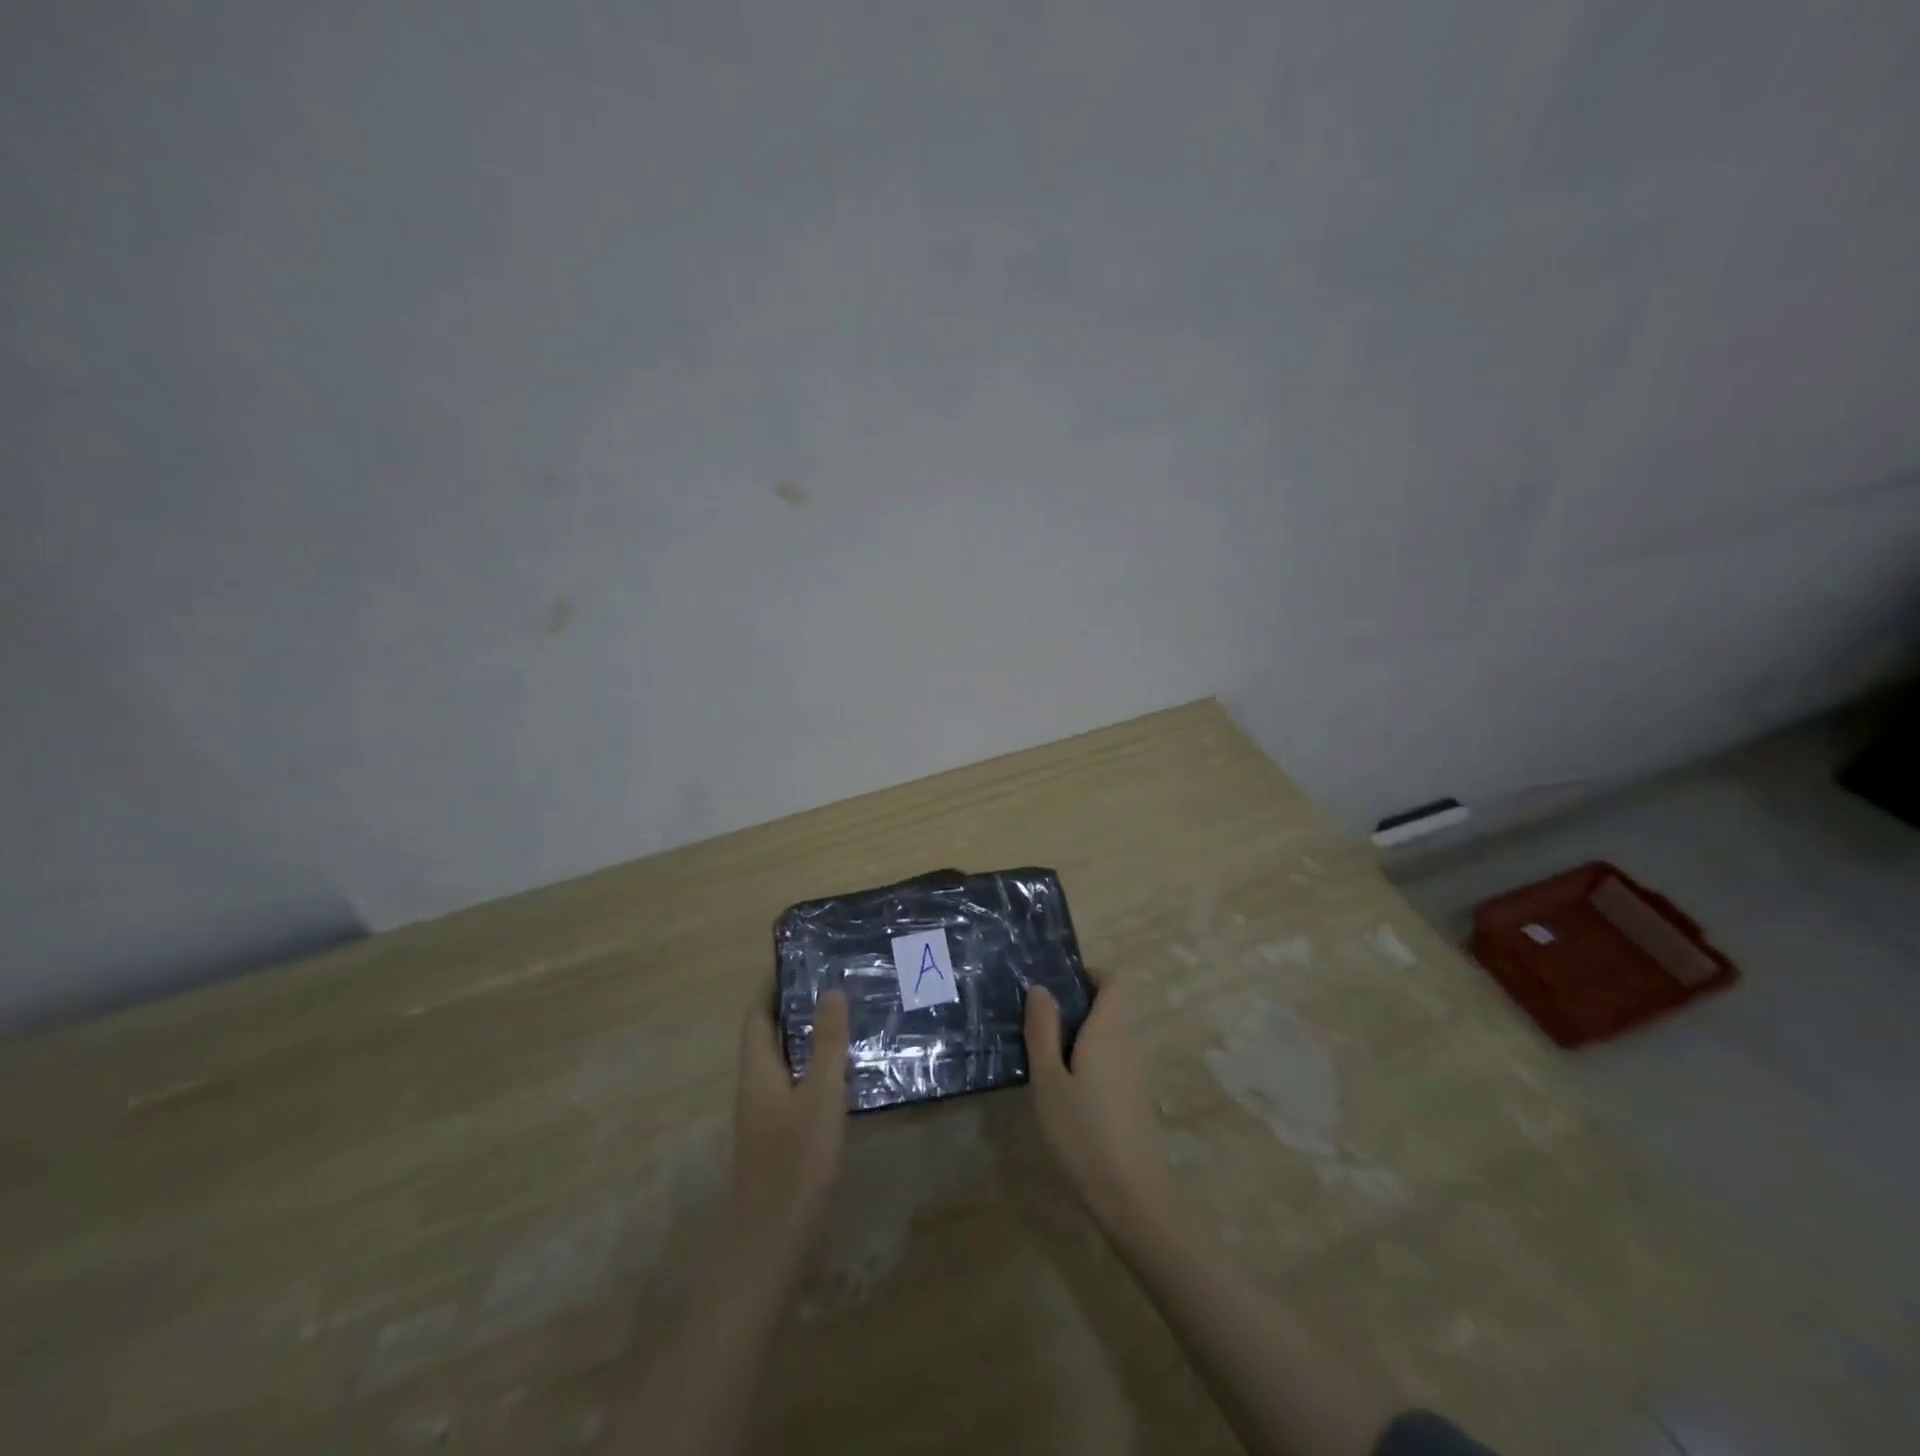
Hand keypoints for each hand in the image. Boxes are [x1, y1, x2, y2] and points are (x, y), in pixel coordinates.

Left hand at [730, 991, 849, 1265]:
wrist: (773, 1242)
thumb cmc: (797, 1161)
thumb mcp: (822, 1095)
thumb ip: (828, 1043)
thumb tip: (830, 990)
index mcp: (757, 1070)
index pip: (757, 1015)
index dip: (772, 987)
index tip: (798, 960)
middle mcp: (753, 1086)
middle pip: (766, 1035)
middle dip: (791, 1007)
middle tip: (830, 982)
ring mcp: (762, 1114)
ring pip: (780, 1060)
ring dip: (802, 1036)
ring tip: (840, 1017)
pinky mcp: (775, 1135)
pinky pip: (790, 1083)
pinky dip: (809, 1064)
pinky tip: (838, 1072)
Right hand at [1024, 972, 1173, 1243]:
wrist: (1133, 1198)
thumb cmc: (1083, 1132)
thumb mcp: (1048, 1080)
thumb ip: (1043, 1031)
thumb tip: (1040, 988)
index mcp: (1110, 1030)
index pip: (1113, 981)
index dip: (1087, 975)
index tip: (1055, 987)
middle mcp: (1129, 1043)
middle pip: (1110, 1006)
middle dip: (1076, 1006)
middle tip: (1035, 1022)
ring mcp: (1136, 1073)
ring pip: (1110, 1035)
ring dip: (1080, 1035)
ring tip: (1042, 1054)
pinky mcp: (1135, 1098)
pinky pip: (1112, 1060)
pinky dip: (1089, 1060)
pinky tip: (1064, 1089)